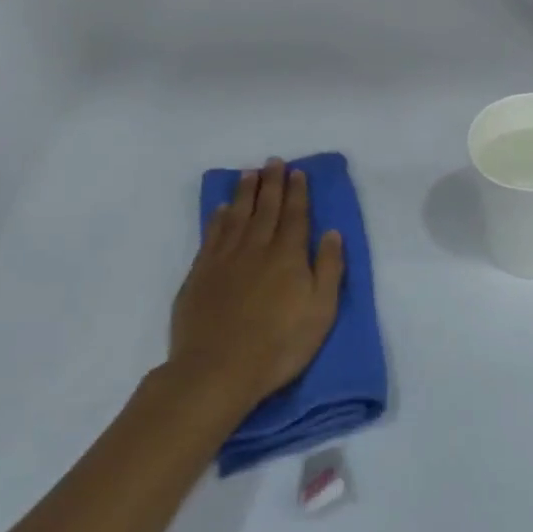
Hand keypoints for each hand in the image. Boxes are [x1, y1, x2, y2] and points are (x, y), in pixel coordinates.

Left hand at [171, 159, 345, 410]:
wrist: (217, 369)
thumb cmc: (279, 345)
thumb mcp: (321, 311)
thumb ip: (329, 269)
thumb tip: (332, 234)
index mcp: (288, 255)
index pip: (295, 215)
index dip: (297, 192)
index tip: (297, 172)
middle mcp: (257, 248)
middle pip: (266, 208)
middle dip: (272, 183)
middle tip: (273, 162)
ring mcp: (225, 259)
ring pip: (237, 216)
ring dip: (245, 193)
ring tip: (249, 174)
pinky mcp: (200, 274)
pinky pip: (212, 235)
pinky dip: (218, 218)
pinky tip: (222, 208)